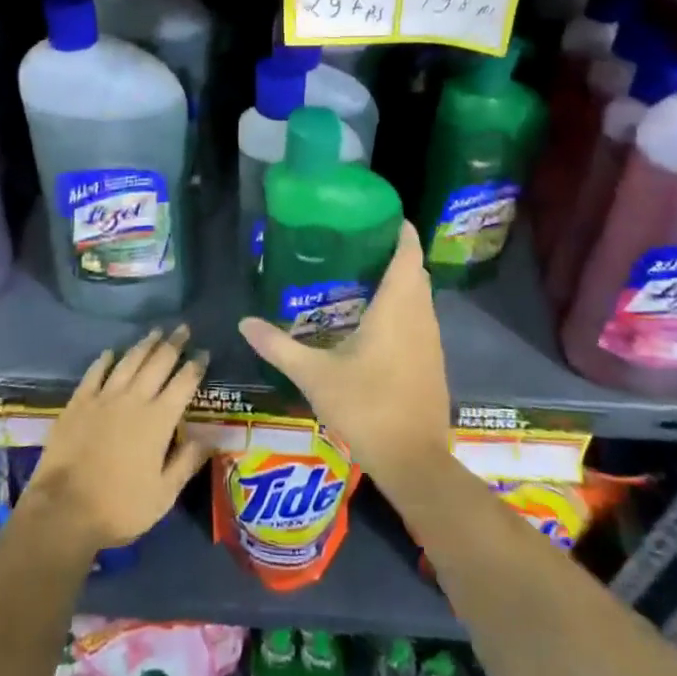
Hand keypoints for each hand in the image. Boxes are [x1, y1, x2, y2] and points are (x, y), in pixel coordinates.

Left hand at [24, 326, 210, 553]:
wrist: (63, 510)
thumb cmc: (119, 507)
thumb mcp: (163, 495)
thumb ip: (187, 462)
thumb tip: (210, 438)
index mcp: (159, 420)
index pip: (184, 383)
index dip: (196, 366)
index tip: (204, 352)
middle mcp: (134, 399)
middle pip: (158, 362)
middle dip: (173, 343)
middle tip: (183, 328)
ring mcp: (104, 397)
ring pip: (129, 361)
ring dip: (144, 344)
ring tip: (155, 331)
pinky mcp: (78, 402)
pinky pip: (95, 372)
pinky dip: (105, 360)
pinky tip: (111, 352)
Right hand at [238, 222, 449, 482]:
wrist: (413, 461)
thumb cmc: (366, 408)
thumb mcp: (314, 376)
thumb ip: (279, 346)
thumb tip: (244, 322)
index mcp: (397, 308)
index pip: (407, 254)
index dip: (400, 230)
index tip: (380, 214)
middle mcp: (420, 317)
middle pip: (414, 272)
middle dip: (393, 253)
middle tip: (356, 244)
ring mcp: (430, 341)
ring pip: (419, 297)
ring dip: (399, 281)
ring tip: (360, 275)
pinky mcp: (431, 362)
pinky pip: (420, 318)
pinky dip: (403, 307)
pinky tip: (374, 320)